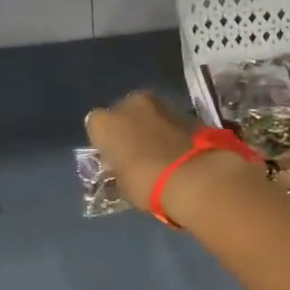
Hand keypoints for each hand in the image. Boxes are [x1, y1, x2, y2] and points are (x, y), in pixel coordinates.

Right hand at [85, 91, 255, 223]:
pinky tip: (177, 151)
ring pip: (149, 114)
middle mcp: (129, 104)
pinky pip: (171, 121)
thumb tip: (124, 168)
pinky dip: (172, 132)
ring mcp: (160, 104)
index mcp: (105, 123)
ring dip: (151, 127)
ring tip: (159, 153)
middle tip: (136, 152)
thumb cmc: (147, 183)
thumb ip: (119, 170)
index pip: (95, 126)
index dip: (105, 142)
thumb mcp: (123, 185)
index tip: (113, 157)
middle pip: (124, 112)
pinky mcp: (186, 111)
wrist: (194, 177)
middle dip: (128, 128)